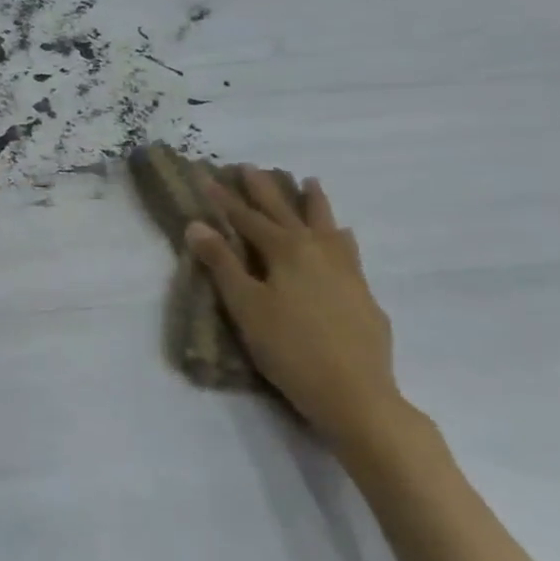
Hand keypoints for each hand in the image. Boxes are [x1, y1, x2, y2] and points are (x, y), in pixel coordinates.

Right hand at [188, 167, 410, 457]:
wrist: (355, 393)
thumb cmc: (289, 348)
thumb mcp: (245, 306)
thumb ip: (222, 263)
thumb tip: (197, 225)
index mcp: (285, 251)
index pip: (247, 218)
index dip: (224, 199)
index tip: (207, 177)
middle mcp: (318, 250)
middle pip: (287, 212)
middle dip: (266, 190)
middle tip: (252, 167)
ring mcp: (346, 270)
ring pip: (326, 224)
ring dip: (313, 203)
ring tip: (309, 182)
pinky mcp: (362, 292)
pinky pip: (348, 248)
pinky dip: (339, 234)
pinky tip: (343, 235)